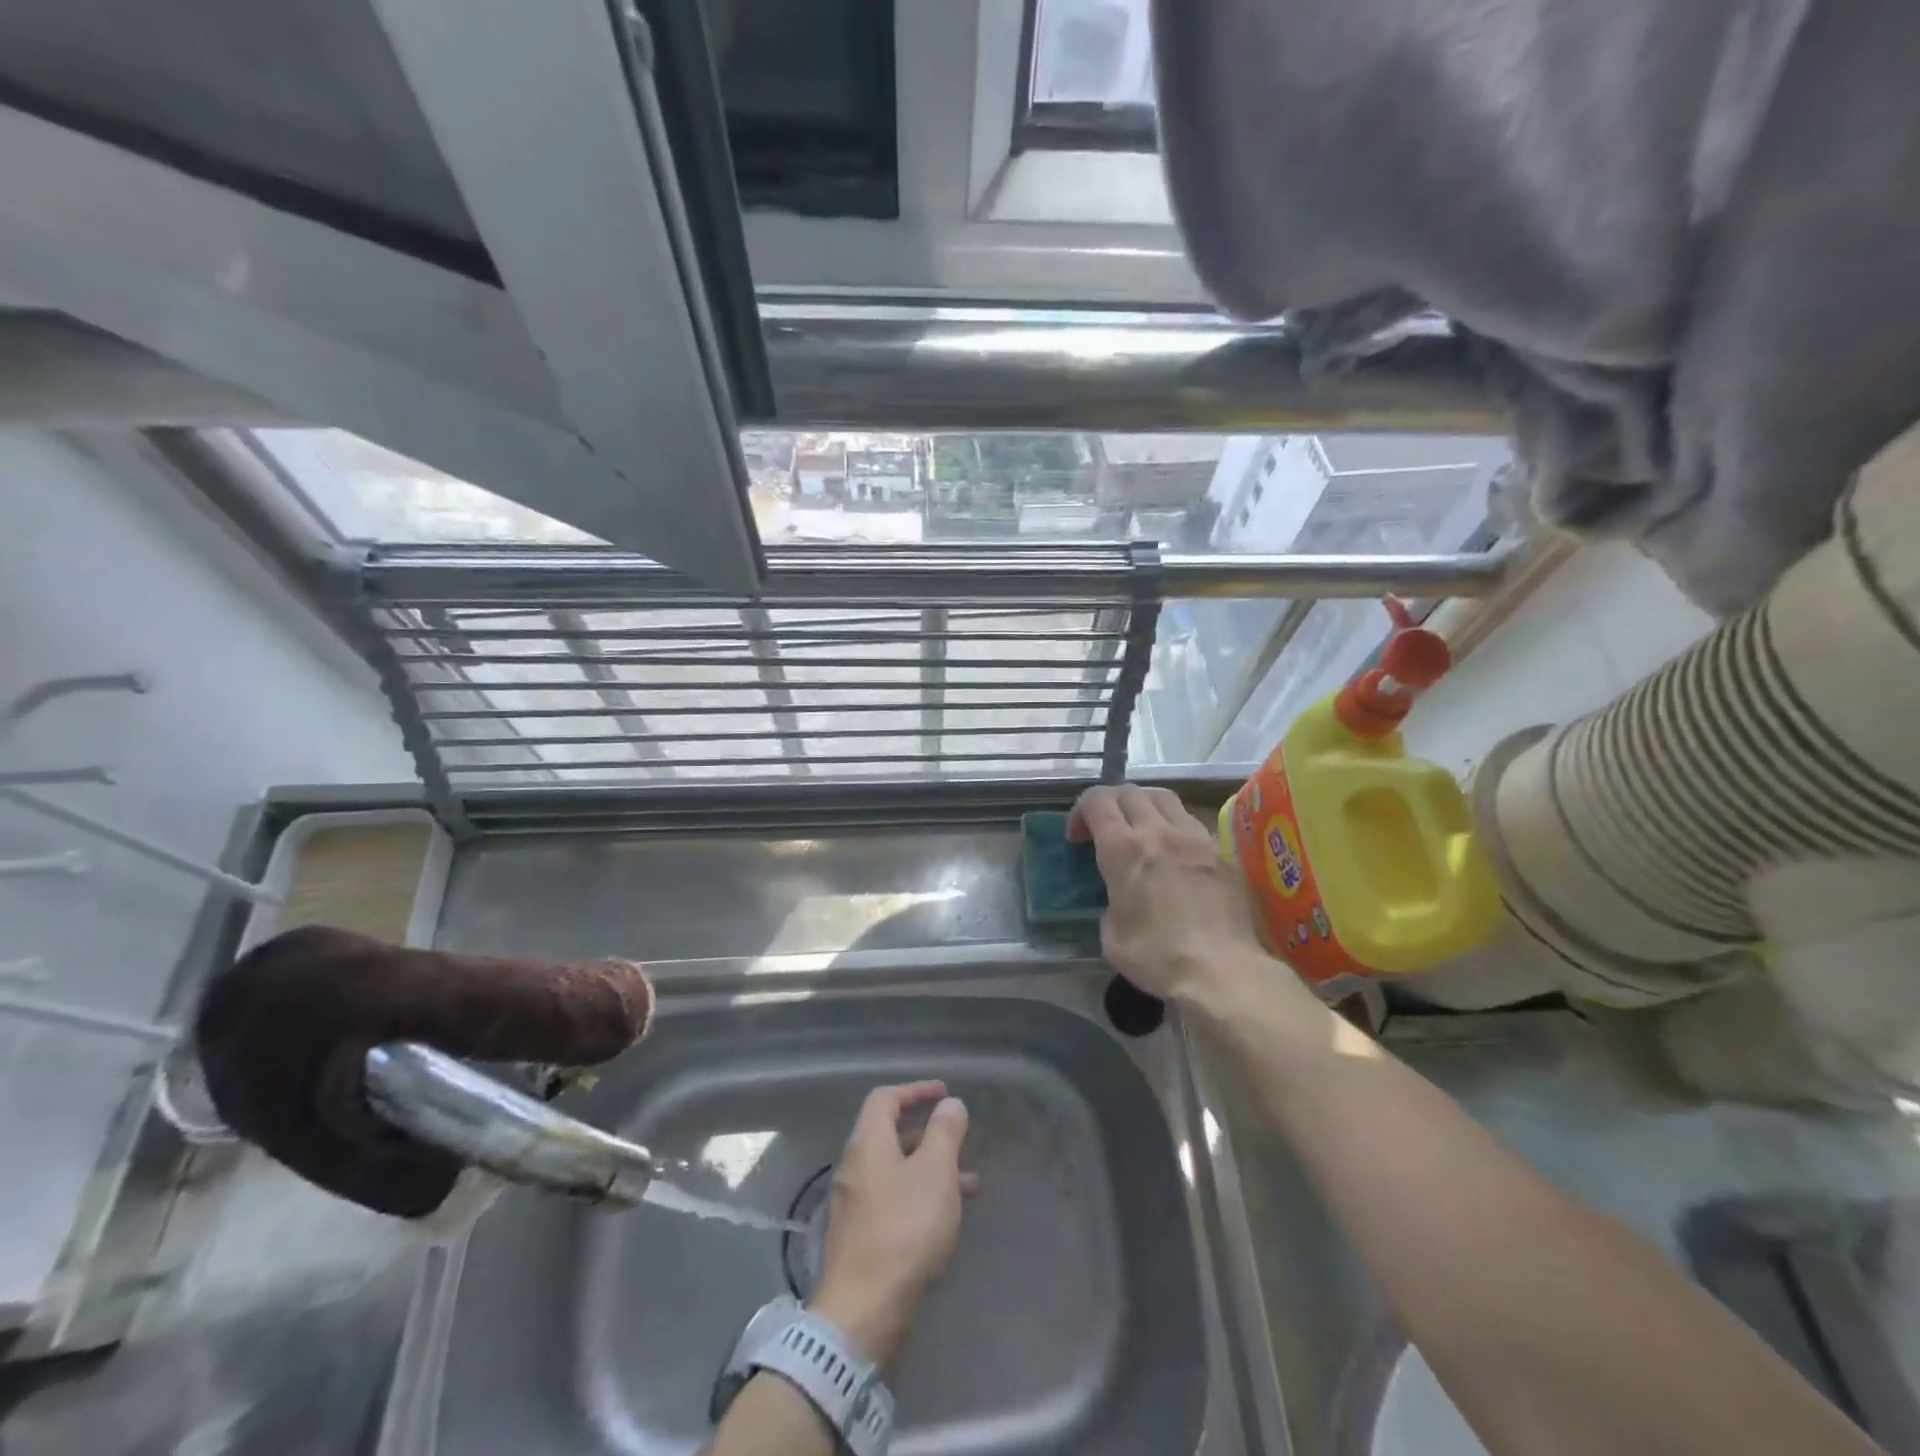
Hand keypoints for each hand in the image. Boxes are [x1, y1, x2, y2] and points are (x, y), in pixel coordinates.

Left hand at [810, 1082, 976, 1366]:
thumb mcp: (935, 1173)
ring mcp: (854, 1204)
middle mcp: (855, 1166)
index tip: (944, 1093)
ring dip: (930, 1169)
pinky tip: (946, 1219)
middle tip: (958, 1138)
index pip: (885, 1098)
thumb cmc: (903, 1230)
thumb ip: (945, 1133)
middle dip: (928, 1132)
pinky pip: (894, 1200)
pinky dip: (920, 1196)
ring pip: (897, 1170)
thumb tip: (951, 1104)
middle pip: (890, 1133)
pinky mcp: (860, 1237)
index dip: (915, 1090)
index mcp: (868, 1143)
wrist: (862, 1313)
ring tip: (970, 1183)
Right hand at [1067, 784, 1290, 1014]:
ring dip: (1143, 807)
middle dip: (1110, 804)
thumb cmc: (1158, 957)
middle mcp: (1159, 833)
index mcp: (1125, 850)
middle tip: (1104, 829)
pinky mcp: (1221, 853)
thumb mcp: (1111, 936)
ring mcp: (1195, 838)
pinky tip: (1174, 853)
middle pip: (1130, 792)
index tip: (1077, 838)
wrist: (1223, 972)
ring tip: (1140, 831)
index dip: (1080, 812)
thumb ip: (1110, 901)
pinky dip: (1173, 827)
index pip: (1097, 802)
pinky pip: (1191, 822)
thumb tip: (1121, 896)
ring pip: (1164, 799)